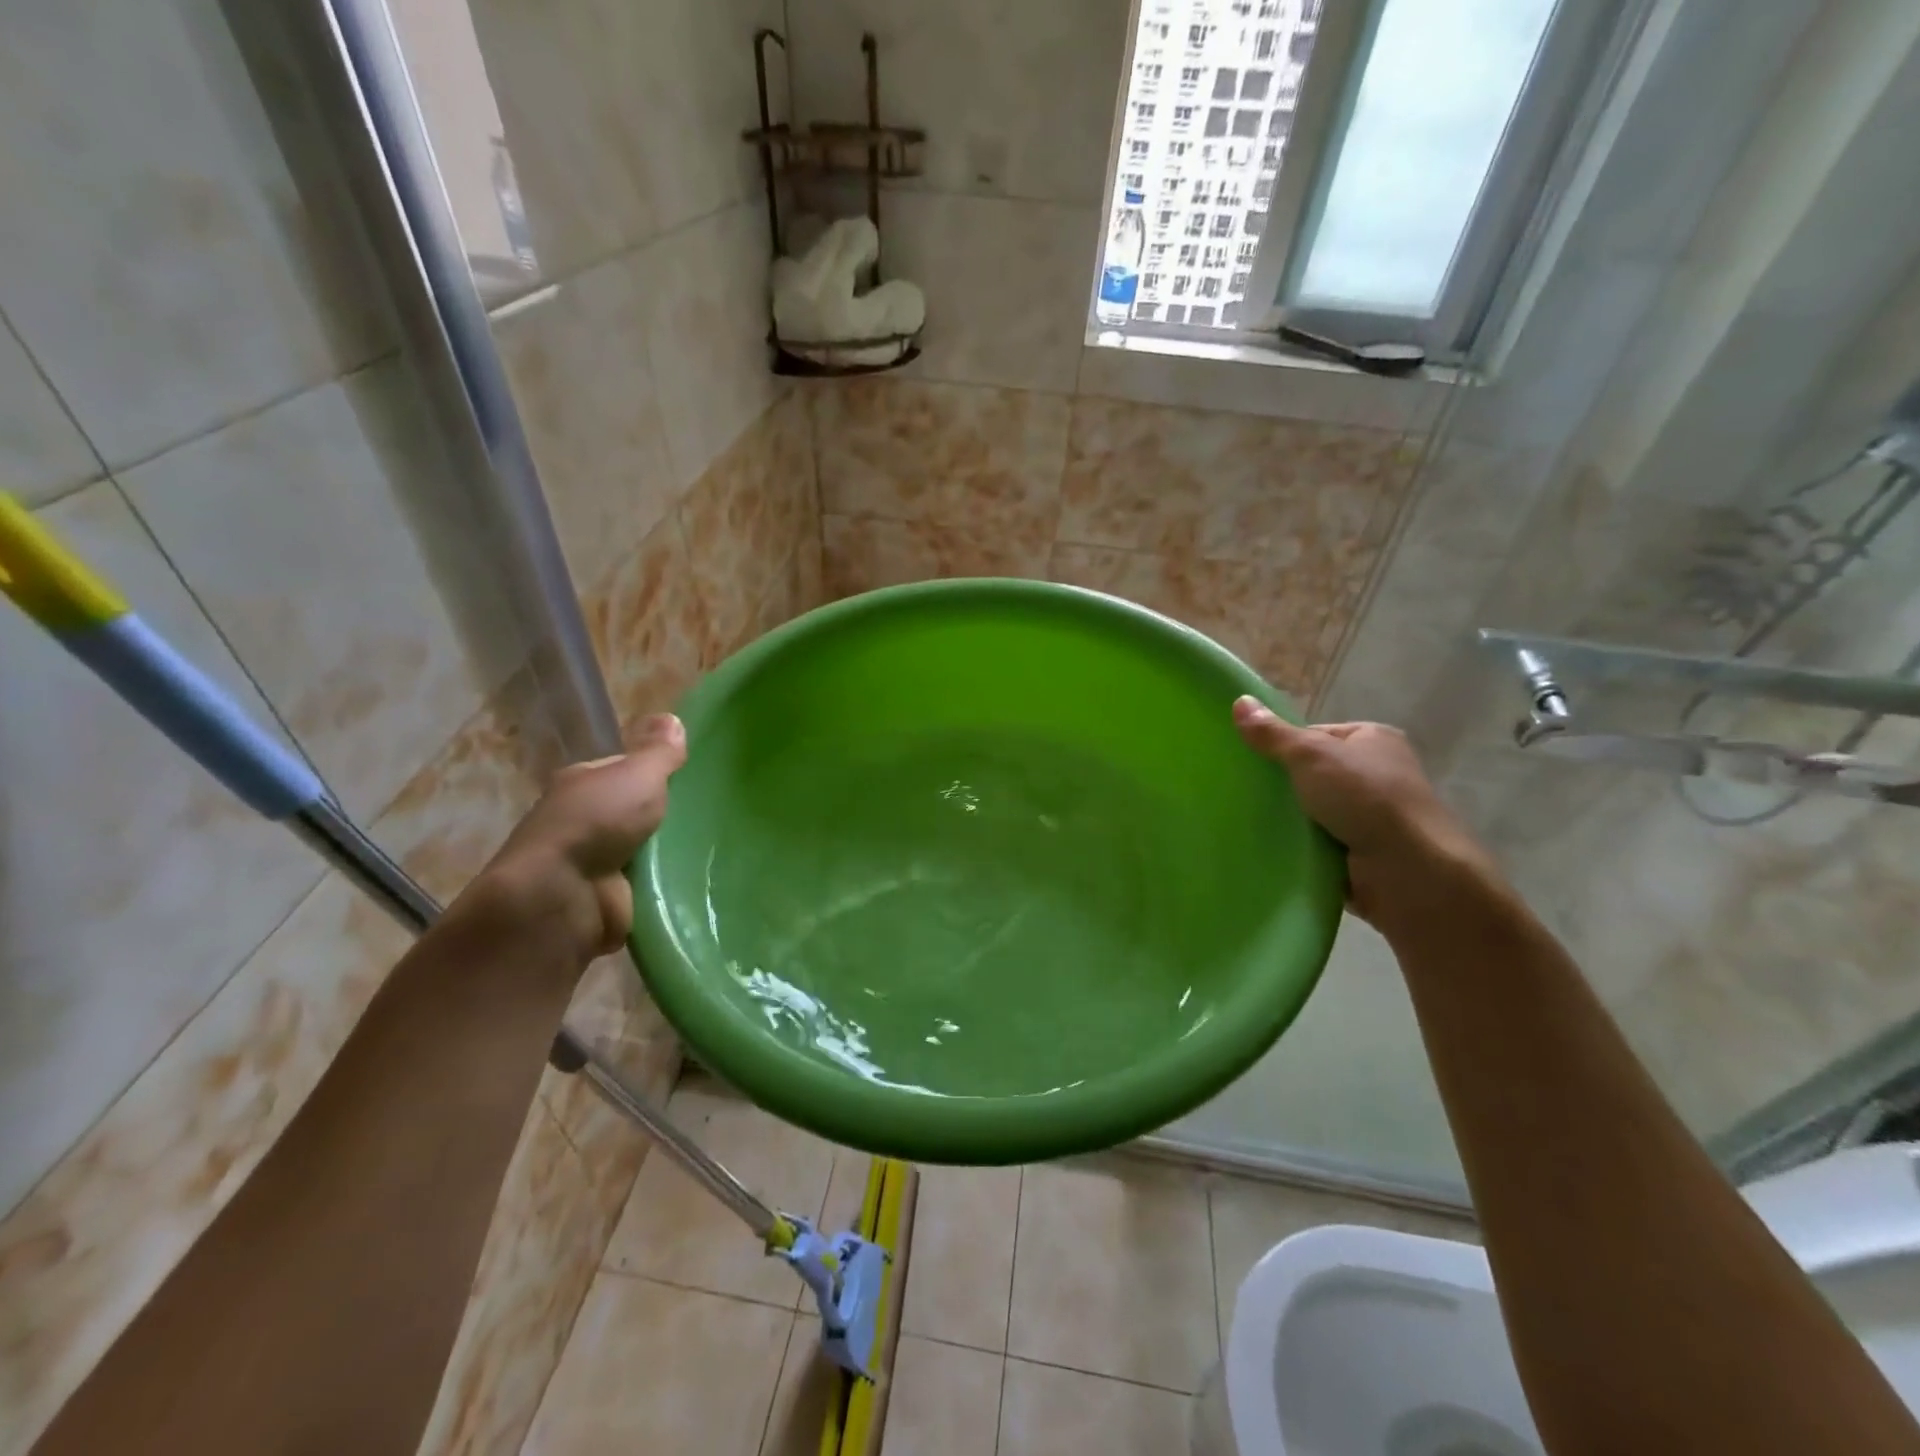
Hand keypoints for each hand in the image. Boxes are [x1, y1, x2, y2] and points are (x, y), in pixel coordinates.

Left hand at [476, 713, 687, 962]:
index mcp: (582, 784)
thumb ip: (658, 752)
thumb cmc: (597, 822)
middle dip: (665, 815)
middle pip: (634, 811)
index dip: (656, 772)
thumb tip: (672, 718)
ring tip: (713, 849)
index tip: (694, 778)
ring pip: (642, 850)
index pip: (624, 771)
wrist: (562, 897)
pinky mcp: (605, 899)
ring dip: (667, 853)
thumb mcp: (637, 775)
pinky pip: (645, 885)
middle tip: (711, 815)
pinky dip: (664, 885)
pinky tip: (694, 880)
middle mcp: (581, 820)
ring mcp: (591, 863)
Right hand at [1231, 697, 1500, 929]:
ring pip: (1314, 811)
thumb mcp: (1310, 755)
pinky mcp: (1363, 852)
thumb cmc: (1365, 798)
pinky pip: (1319, 843)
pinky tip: (1271, 847)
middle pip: (1313, 774)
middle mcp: (1377, 774)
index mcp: (1373, 740)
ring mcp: (1372, 816)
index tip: (1253, 762)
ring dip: (1290, 819)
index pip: (1316, 735)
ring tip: (1248, 820)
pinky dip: (1300, 846)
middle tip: (1244, 792)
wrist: (1409, 870)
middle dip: (1283, 785)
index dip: (1283, 746)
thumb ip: (1272, 734)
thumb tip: (1239, 700)